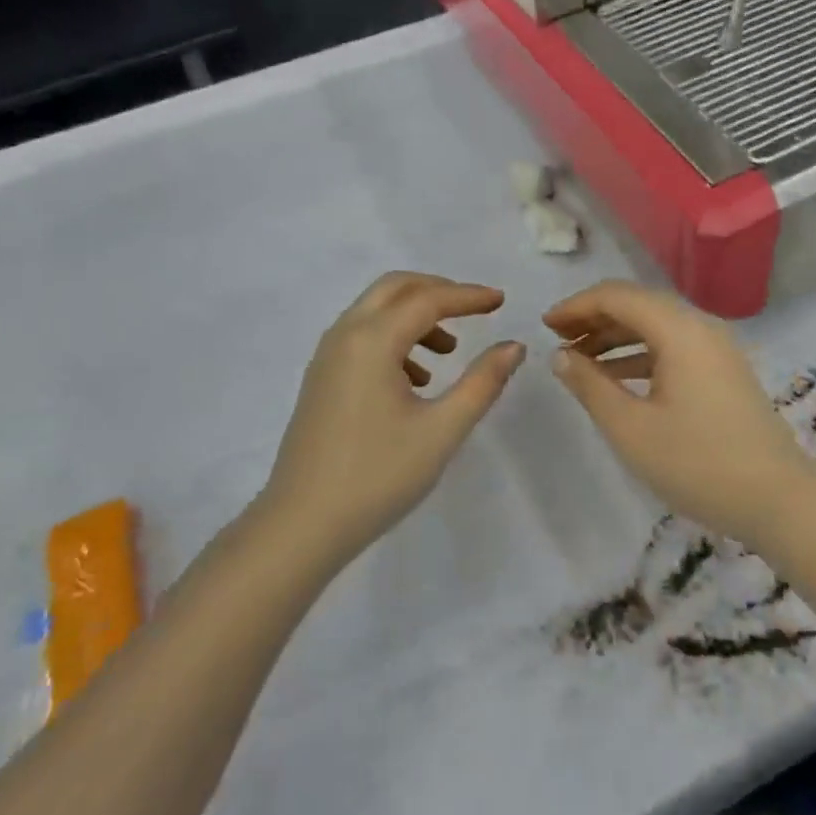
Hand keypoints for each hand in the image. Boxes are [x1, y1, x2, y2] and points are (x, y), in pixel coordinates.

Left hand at [260, 272, 524, 564]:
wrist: (302, 525)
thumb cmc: (378, 476)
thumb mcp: (442, 429)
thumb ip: (482, 382)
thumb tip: (513, 346)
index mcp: (372, 341)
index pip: (428, 300)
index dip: (469, 297)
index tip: (501, 300)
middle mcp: (344, 336)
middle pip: (395, 289)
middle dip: (438, 291)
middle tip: (474, 309)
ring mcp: (327, 357)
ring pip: (375, 312)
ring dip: (415, 316)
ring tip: (448, 352)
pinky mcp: (321, 379)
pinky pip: (361, 337)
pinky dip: (394, 339)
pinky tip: (416, 381)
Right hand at [544, 280, 815, 545]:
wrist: (779, 502)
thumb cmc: (698, 464)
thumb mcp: (631, 428)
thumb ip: (590, 385)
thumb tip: (560, 355)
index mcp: (679, 329)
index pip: (617, 296)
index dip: (576, 305)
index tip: (544, 326)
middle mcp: (700, 326)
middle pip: (638, 304)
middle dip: (594, 318)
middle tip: (557, 341)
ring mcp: (717, 348)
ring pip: (656, 326)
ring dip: (615, 336)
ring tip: (579, 360)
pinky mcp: (724, 371)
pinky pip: (673, 347)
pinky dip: (640, 354)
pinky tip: (617, 378)